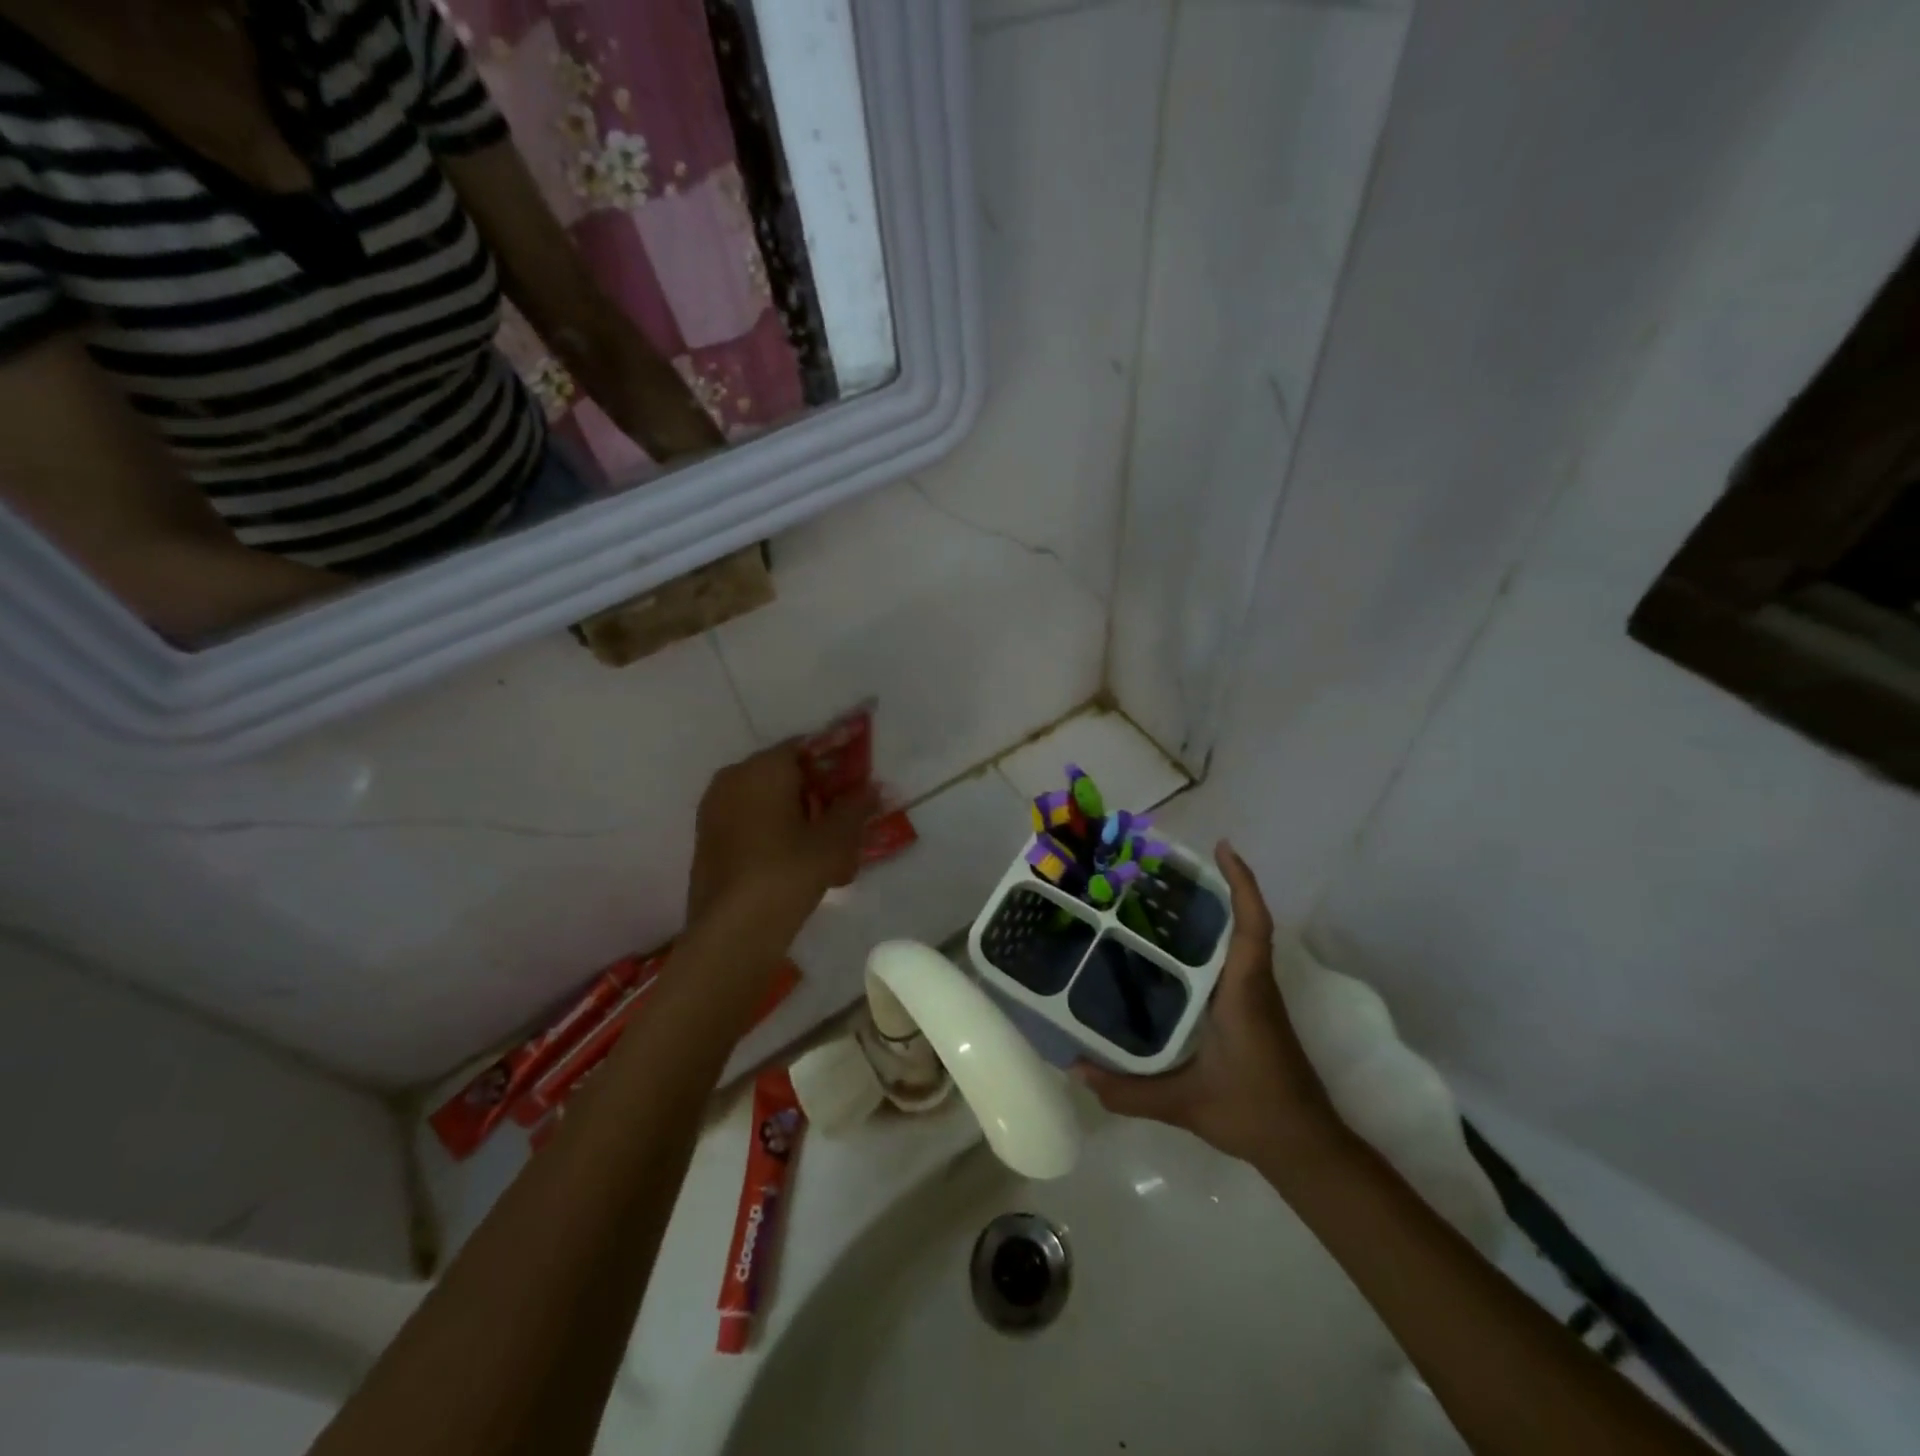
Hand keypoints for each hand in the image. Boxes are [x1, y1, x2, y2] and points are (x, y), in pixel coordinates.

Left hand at [686, 744, 878, 926]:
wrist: (732, 930)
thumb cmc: (789, 871)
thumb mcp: (835, 839)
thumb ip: (856, 807)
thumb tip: (872, 788)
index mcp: (763, 767)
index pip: (806, 748)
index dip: (836, 764)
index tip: (857, 786)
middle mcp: (733, 778)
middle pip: (785, 775)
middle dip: (817, 793)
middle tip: (845, 820)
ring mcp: (714, 810)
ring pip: (766, 802)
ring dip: (797, 816)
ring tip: (825, 848)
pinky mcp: (707, 841)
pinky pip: (749, 824)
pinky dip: (774, 833)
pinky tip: (797, 863)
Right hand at [1077, 842, 1338, 1165]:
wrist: (1305, 1146)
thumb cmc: (1253, 1111)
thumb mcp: (1185, 1103)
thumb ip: (1128, 1090)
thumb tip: (1075, 1070)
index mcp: (1244, 992)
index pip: (1252, 926)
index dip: (1242, 883)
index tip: (1222, 847)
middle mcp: (1254, 985)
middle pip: (1244, 922)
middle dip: (1217, 887)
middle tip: (1168, 869)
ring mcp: (1258, 998)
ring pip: (1241, 940)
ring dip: (1216, 913)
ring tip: (1165, 899)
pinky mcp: (1255, 1011)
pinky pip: (1235, 961)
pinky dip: (1214, 942)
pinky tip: (1176, 953)